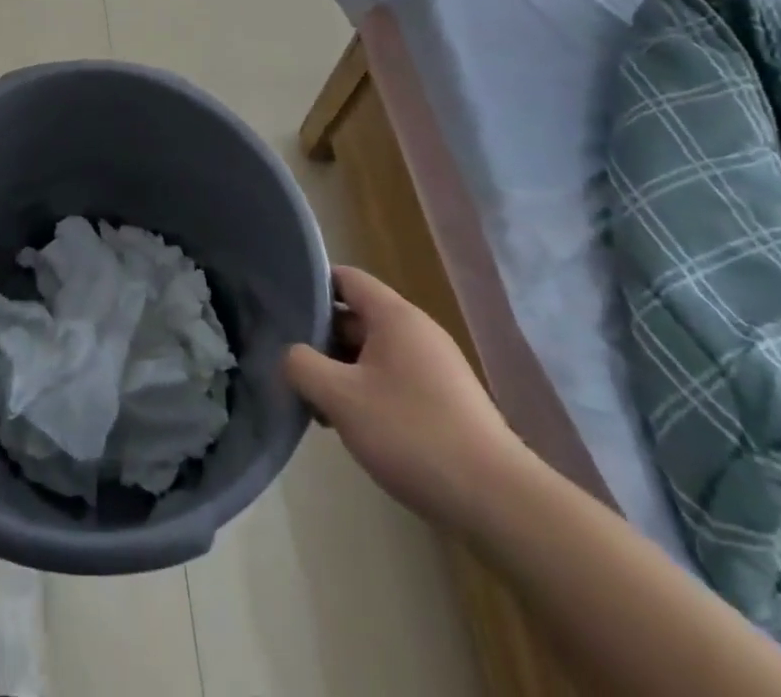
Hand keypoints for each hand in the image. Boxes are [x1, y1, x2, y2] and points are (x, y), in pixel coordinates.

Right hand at [283, 265, 529, 527]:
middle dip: (321, 339)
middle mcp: (417, 331)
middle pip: (356, 316)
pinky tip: (354, 427)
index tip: (281, 310)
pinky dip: (367, 392)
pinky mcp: (445, 401)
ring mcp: (435, 367)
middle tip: (291, 366)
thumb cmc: (413, 434)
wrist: (498, 502)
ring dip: (342, 371)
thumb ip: (302, 366)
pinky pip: (393, 379)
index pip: (344, 278)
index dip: (311, 287)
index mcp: (394, 316)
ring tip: (317, 404)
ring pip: (372, 352)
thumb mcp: (341, 398)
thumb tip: (289, 355)